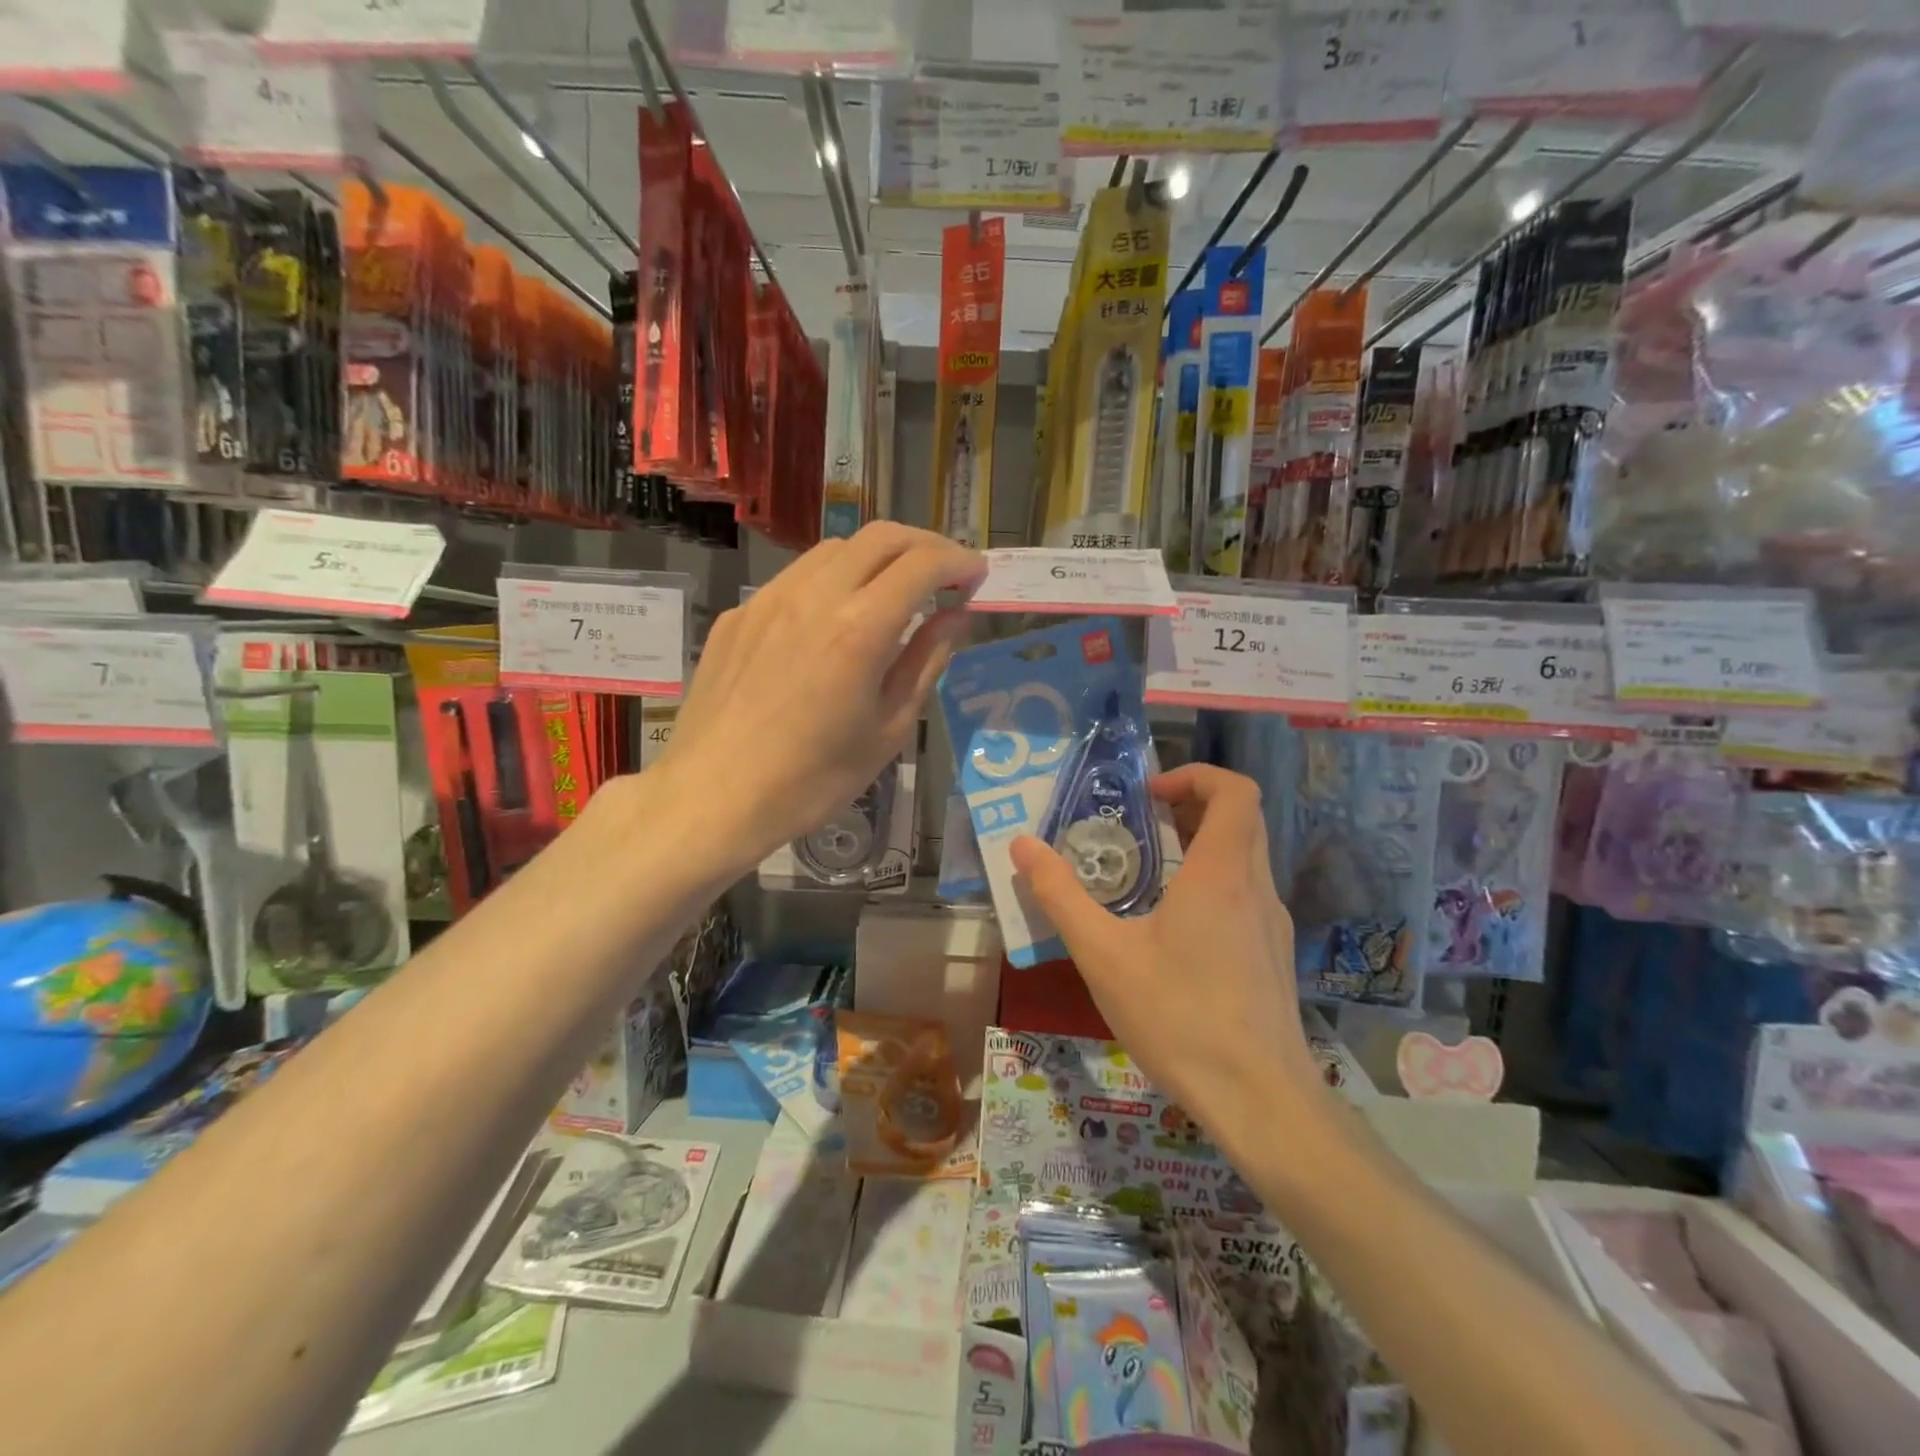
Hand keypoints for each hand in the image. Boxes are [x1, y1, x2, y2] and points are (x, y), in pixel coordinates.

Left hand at [660, 522, 984, 870]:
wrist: (713, 797)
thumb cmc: (813, 779)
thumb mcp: (888, 730)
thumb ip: (925, 662)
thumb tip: (954, 618)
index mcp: (861, 628)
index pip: (923, 564)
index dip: (959, 562)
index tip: (976, 578)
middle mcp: (815, 595)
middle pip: (880, 536)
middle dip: (924, 545)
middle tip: (945, 575)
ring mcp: (769, 598)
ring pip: (835, 549)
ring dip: (877, 557)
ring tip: (893, 591)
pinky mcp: (740, 614)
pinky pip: (796, 577)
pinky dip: (832, 581)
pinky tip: (833, 620)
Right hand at [1008, 765, 1328, 1152]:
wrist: (1261, 1102)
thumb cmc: (1179, 1018)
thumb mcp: (1103, 955)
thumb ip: (1060, 896)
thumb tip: (1022, 845)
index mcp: (1223, 873)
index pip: (1235, 791)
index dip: (1195, 776)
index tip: (1149, 795)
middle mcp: (1257, 888)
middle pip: (1240, 819)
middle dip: (1191, 806)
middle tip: (1141, 823)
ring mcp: (1273, 925)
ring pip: (1245, 859)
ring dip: (1200, 847)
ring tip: (1147, 874)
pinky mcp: (1273, 957)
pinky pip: (1246, 896)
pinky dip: (1212, 884)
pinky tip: (1173, 931)